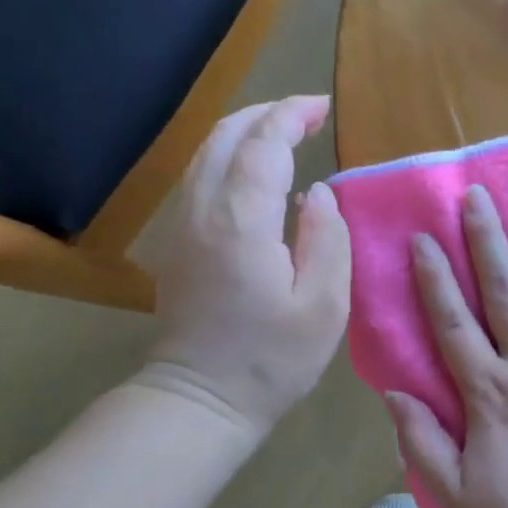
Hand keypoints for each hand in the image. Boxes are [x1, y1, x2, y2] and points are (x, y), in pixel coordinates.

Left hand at [137, 96, 350, 440]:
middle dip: (266, 114)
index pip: (263, 145)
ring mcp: (183, 227)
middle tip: (307, 114)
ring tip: (284, 134)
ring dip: (243, 133)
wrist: (200, 400)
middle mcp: (203, 212)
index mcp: (242, 222)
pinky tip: (256, 176)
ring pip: (205, 155)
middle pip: (224, 137)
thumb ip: (328, 241)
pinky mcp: (178, 244)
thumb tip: (321, 195)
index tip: (322, 106)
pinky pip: (200, 179)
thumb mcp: (323, 307)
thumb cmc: (271, 361)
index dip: (292, 116)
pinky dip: (229, 158)